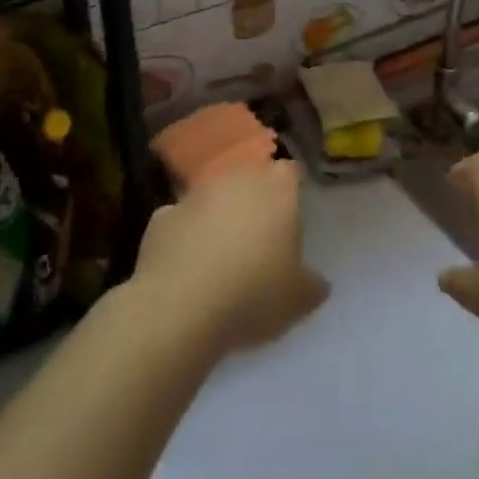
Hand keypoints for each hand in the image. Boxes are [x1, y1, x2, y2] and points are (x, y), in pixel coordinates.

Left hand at [133, 161, 328, 355]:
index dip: (291, 191)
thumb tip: (318, 283)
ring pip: (213, 197)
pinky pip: (180, 221)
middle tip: (258, 238)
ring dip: (218, 216)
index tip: (291, 218)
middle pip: (250, 179)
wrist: (180, 306)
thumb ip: (313, 285)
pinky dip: (185, 235)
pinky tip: (187, 266)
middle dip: (254, 201)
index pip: (290, 172)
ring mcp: (196, 194)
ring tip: (221, 255)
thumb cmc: (253, 293)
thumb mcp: (298, 300)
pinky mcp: (161, 216)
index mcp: (277, 189)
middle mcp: (237, 179)